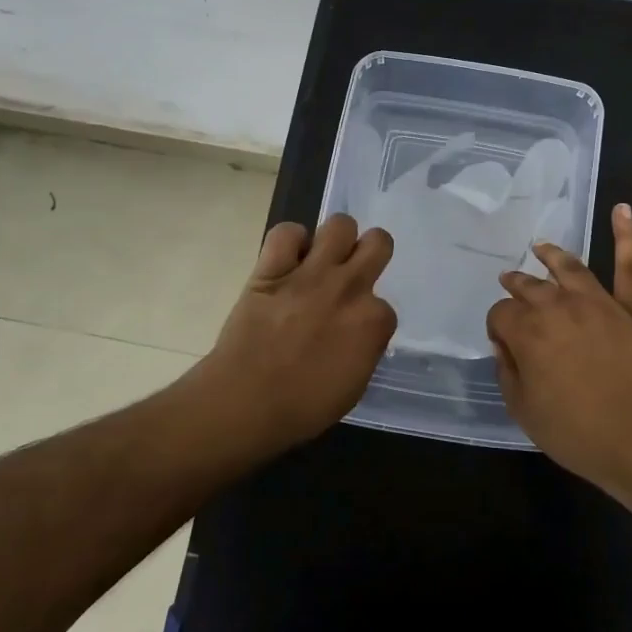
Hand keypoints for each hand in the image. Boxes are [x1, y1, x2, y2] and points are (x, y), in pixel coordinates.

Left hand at [203, 214, 396, 448]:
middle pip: (378, 242)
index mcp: (373, 320)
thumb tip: (358, 335)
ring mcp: (311, 273)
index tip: (352, 331)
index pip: (385, 306)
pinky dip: (290, 241)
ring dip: (335, 239)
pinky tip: (288, 258)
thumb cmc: (303, 407)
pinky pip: (286, 232)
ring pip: (340, 224)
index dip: (368, 317)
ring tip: (322, 259)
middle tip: (353, 271)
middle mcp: (349, 287)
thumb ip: (364, 349)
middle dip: (370, 253)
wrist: (246, 401)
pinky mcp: (272, 268)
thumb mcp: (354, 386)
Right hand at [486, 204, 631, 510]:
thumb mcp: (524, 411)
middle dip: (516, 285)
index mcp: (529, 331)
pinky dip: (627, 235)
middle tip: (510, 282)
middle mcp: (559, 306)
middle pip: (530, 286)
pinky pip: (631, 266)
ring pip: (570, 268)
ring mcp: (600, 302)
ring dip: (552, 255)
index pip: (501, 314)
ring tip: (540, 247)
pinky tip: (622, 209)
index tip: (503, 341)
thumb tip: (505, 345)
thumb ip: (508, 372)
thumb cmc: (578, 433)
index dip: (498, 326)